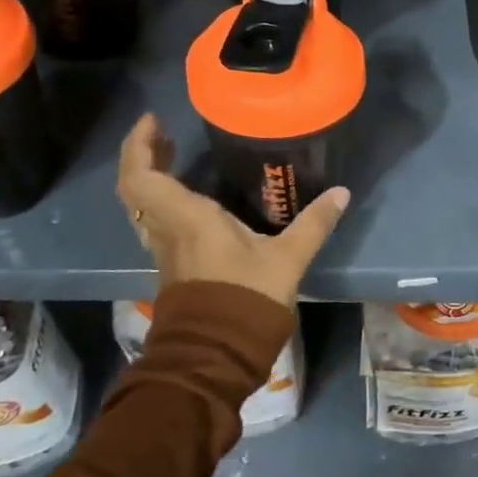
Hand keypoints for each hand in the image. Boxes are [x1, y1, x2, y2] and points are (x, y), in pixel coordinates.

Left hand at [117, 114, 349, 310]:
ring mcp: (165, 250)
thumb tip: (342, 193)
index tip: (153, 120)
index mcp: (187, 219)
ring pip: (142, 206)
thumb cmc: (246, 300)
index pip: (141, 177)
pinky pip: (155, 221)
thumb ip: (314, 224)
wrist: (217, 356)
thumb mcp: (287, 259)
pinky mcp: (172, 266)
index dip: (137, 145)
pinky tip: (190, 197)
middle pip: (135, 187)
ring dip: (150, 178)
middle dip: (143, 156)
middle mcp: (167, 230)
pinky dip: (162, 200)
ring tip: (173, 156)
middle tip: (165, 133)